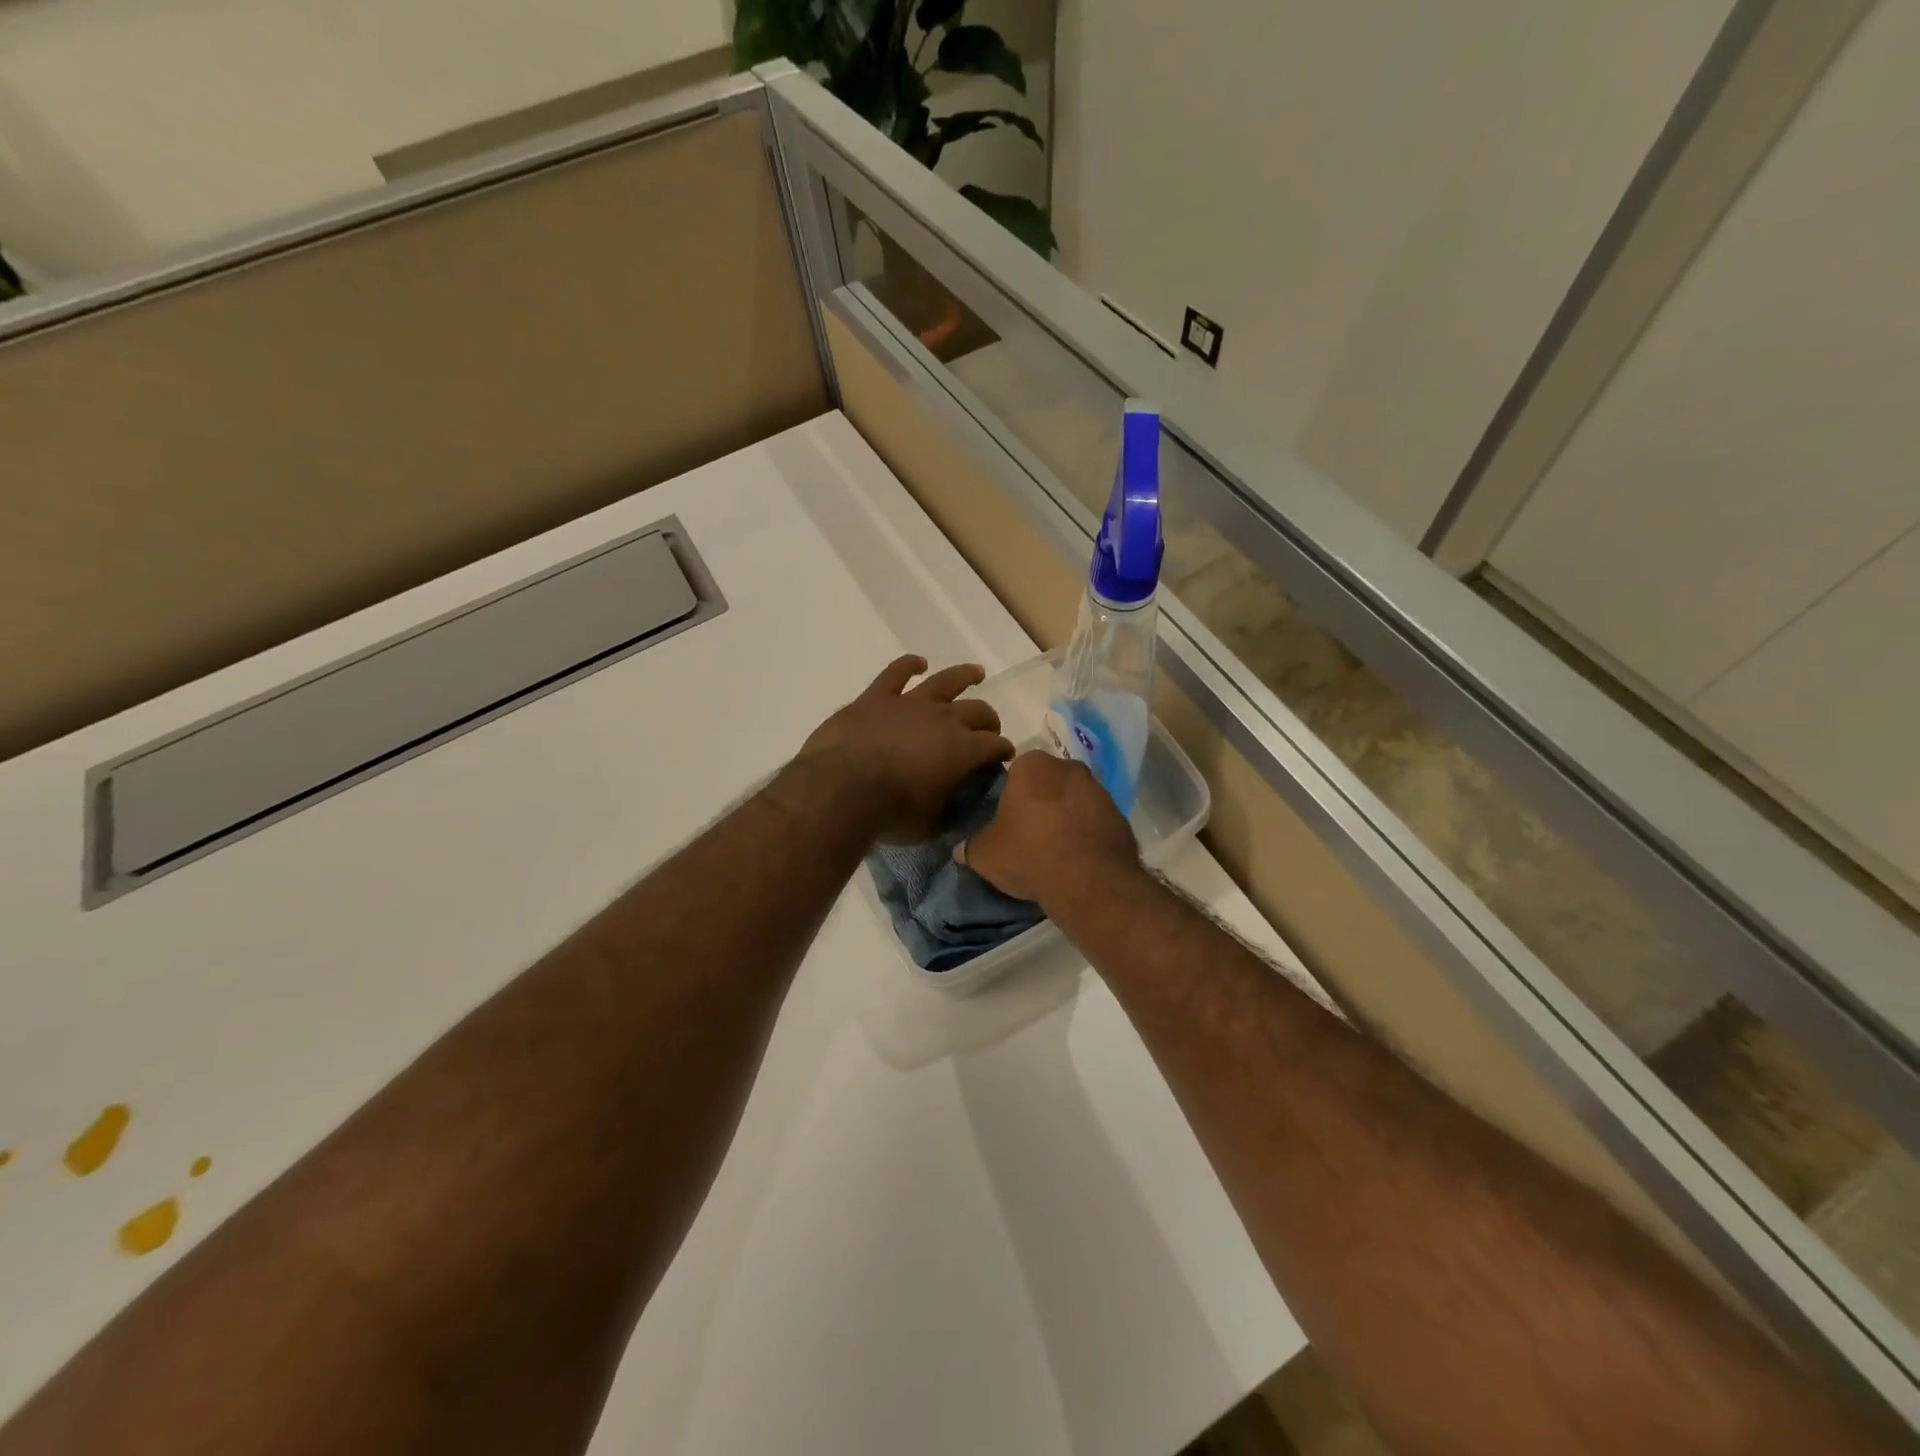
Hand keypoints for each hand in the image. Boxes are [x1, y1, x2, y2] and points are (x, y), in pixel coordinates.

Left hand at [799, 655, 1015, 843]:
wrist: (841, 789)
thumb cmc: (890, 814)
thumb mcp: (929, 827)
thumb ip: (945, 815)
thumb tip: (951, 813)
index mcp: (963, 751)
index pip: (994, 746)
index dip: (1002, 751)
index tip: (1003, 758)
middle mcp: (944, 719)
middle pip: (978, 711)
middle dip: (989, 721)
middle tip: (988, 731)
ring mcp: (910, 703)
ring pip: (946, 681)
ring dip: (965, 676)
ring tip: (976, 673)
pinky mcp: (877, 697)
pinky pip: (896, 673)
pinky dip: (909, 665)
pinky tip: (917, 663)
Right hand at [956, 750, 1139, 908]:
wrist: (1090, 881)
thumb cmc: (1030, 854)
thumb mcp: (985, 854)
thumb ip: (971, 846)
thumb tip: (960, 848)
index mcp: (1033, 765)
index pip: (1014, 771)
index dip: (1009, 795)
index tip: (1006, 818)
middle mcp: (1068, 767)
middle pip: (1047, 781)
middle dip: (1040, 801)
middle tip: (1028, 832)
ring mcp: (1099, 789)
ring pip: (1074, 798)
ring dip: (1065, 815)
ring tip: (1054, 848)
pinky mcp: (1120, 815)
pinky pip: (1095, 819)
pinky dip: (1087, 832)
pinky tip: (1078, 857)